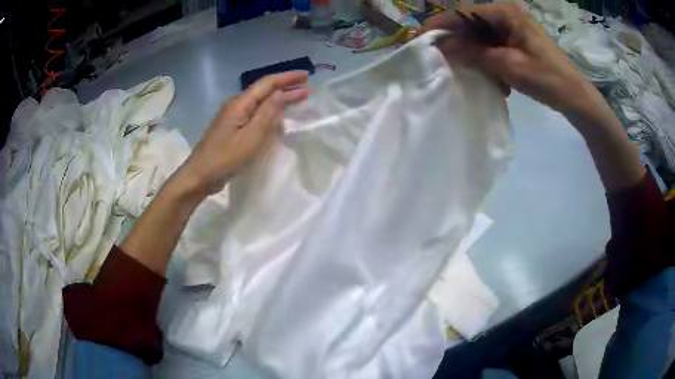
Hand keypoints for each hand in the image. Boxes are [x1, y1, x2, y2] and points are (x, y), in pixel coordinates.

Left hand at [175, 71, 309, 197]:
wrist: (199, 176)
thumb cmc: (225, 158)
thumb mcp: (250, 137)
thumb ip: (267, 113)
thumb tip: (282, 93)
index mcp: (240, 103)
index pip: (267, 83)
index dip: (287, 78)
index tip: (306, 76)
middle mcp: (236, 105)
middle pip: (264, 90)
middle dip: (286, 87)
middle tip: (307, 87)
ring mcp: (233, 116)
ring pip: (260, 101)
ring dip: (279, 98)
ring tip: (297, 98)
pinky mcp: (232, 127)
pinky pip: (255, 112)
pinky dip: (269, 110)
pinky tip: (277, 115)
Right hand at [425, 4, 596, 114]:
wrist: (574, 97)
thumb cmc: (547, 78)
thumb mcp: (509, 66)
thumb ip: (476, 55)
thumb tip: (444, 48)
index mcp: (506, 13)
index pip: (466, 13)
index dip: (443, 23)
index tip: (423, 36)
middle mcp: (507, 16)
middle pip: (472, 24)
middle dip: (459, 42)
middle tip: (444, 59)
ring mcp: (512, 30)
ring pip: (482, 38)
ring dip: (476, 55)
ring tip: (471, 72)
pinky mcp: (517, 43)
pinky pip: (494, 47)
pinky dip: (489, 62)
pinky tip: (494, 78)